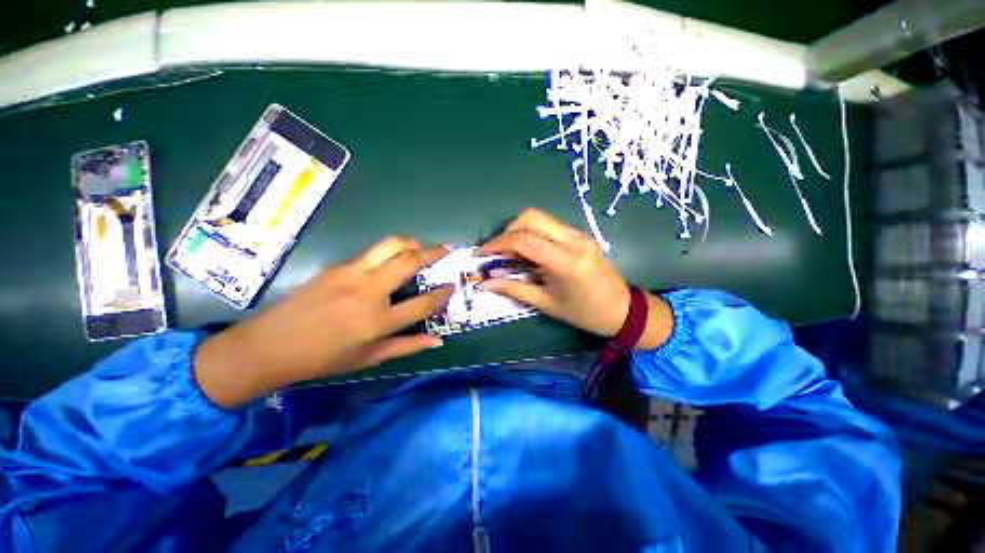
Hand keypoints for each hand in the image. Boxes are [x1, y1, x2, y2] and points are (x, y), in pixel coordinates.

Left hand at [194, 237, 452, 407]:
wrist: (269, 345)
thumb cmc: (323, 358)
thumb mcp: (369, 359)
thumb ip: (407, 346)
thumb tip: (438, 341)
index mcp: (378, 321)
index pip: (422, 303)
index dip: (442, 294)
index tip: (453, 286)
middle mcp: (369, 291)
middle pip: (409, 262)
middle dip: (433, 252)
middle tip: (446, 247)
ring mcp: (351, 273)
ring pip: (389, 245)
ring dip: (410, 242)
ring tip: (421, 245)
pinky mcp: (336, 266)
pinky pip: (370, 253)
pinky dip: (388, 252)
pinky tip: (389, 261)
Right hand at [476, 209, 672, 347]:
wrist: (622, 309)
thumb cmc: (583, 313)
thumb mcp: (545, 304)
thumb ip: (513, 289)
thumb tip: (484, 285)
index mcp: (565, 262)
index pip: (524, 240)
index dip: (497, 244)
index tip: (481, 254)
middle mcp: (573, 240)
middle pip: (531, 217)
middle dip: (507, 230)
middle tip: (497, 251)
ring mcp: (579, 234)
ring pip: (541, 217)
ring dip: (519, 230)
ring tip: (510, 252)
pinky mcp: (580, 235)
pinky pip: (550, 226)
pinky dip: (533, 233)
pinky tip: (529, 252)